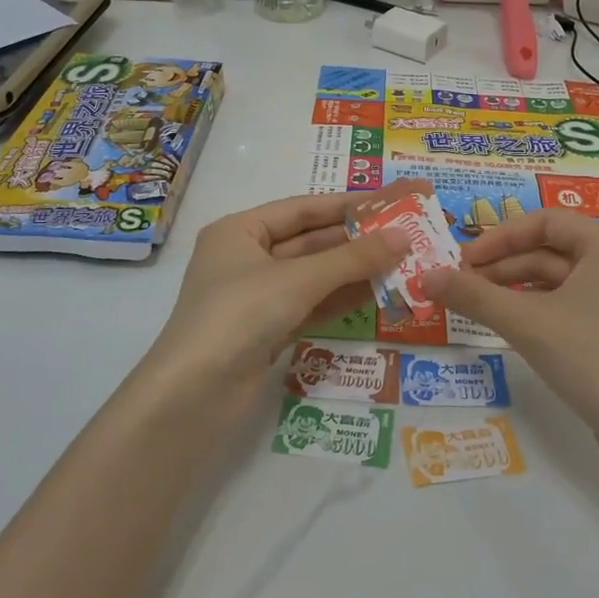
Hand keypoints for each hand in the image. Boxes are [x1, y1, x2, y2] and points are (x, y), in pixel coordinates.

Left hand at [135, 193, 406, 411]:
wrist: (193, 397)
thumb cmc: (239, 316)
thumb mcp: (298, 280)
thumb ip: (353, 259)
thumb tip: (404, 237)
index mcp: (239, 231)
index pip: (301, 208)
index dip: (346, 205)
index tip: (390, 201)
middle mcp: (245, 259)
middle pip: (309, 242)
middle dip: (355, 241)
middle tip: (405, 236)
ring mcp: (255, 298)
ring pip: (313, 277)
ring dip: (353, 272)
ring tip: (402, 263)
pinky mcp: (266, 332)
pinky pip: (310, 306)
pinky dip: (340, 300)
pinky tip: (377, 294)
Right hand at [421, 210, 598, 448]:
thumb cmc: (593, 360)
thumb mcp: (526, 323)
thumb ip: (473, 296)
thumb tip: (424, 276)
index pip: (544, 222)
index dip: (499, 237)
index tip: (463, 260)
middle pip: (550, 251)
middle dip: (502, 265)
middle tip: (461, 284)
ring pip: (558, 281)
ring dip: (515, 289)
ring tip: (476, 305)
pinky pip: (569, 307)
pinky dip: (536, 310)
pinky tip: (510, 326)